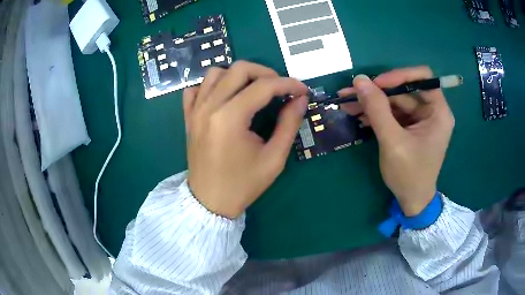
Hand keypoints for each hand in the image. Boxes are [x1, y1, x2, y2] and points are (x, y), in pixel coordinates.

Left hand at [183, 61, 308, 218]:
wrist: (209, 201)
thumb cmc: (243, 184)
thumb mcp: (274, 158)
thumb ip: (289, 124)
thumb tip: (301, 99)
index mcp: (230, 118)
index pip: (263, 86)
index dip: (288, 84)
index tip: (302, 90)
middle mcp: (209, 107)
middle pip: (239, 69)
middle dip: (265, 73)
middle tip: (280, 88)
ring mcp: (195, 110)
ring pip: (215, 73)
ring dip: (238, 75)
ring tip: (253, 90)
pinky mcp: (188, 116)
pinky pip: (196, 89)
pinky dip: (211, 86)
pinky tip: (224, 97)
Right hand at [338, 67, 453, 215]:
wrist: (412, 201)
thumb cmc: (409, 174)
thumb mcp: (393, 141)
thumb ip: (377, 109)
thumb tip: (359, 80)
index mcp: (438, 111)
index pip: (422, 77)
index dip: (399, 75)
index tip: (376, 84)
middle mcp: (431, 111)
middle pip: (404, 89)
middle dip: (377, 91)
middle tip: (350, 92)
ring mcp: (420, 119)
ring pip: (395, 101)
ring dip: (372, 102)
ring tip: (347, 103)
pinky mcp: (409, 127)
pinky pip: (392, 113)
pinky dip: (376, 113)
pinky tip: (358, 115)